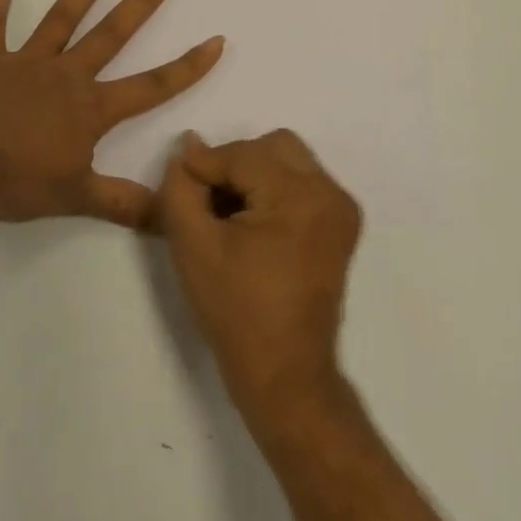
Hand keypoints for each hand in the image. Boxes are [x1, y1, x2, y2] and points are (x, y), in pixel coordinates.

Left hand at [0, 0, 224, 228]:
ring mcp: (26, 61)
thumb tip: (171, 220)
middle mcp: (66, 75)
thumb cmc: (19, 185)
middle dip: (142, 2)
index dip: (187, 66)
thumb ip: (126, 204)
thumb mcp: (79, 198)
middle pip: (112, 33)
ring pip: (63, 16)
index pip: (152, 86)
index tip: (215, 40)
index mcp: (91, 108)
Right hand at [156, 129, 362, 423]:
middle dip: (233, 164)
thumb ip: (181, 187)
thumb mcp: (193, 244)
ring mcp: (341, 209)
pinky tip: (250, 225)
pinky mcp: (340, 226)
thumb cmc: (236, 310)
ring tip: (228, 214)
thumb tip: (188, 147)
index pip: (241, 154)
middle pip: (271, 147)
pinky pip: (301, 183)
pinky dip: (272, 190)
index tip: (180, 188)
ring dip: (253, 175)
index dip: (203, 166)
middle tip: (208, 202)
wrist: (285, 373)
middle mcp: (330, 193)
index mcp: (300, 196)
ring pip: (287, 160)